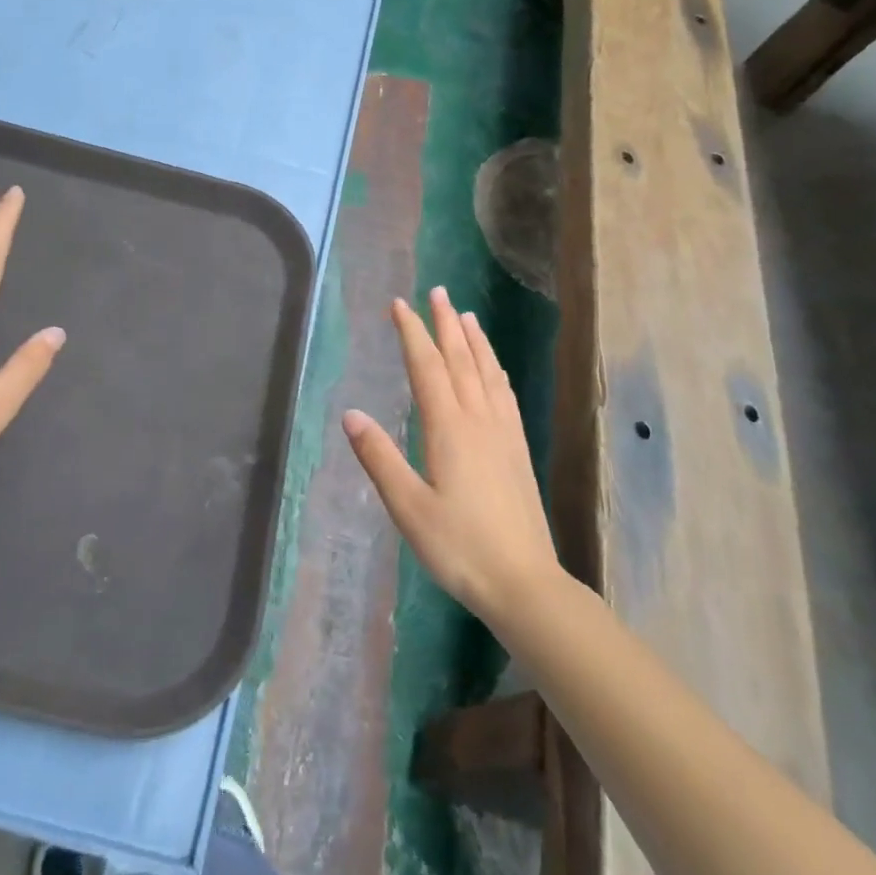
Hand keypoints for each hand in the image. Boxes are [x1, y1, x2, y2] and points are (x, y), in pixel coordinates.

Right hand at [342, 288, 560, 623]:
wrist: (524, 583)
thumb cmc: (459, 547)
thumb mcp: (407, 506)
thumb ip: (379, 458)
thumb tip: (350, 413)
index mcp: (448, 428)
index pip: (426, 366)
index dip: (412, 332)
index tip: (400, 304)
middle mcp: (478, 420)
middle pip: (460, 359)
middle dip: (445, 323)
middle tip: (437, 291)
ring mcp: (503, 433)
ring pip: (487, 372)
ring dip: (474, 340)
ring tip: (465, 315)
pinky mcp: (518, 450)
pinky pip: (505, 394)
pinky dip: (495, 370)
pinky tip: (494, 369)